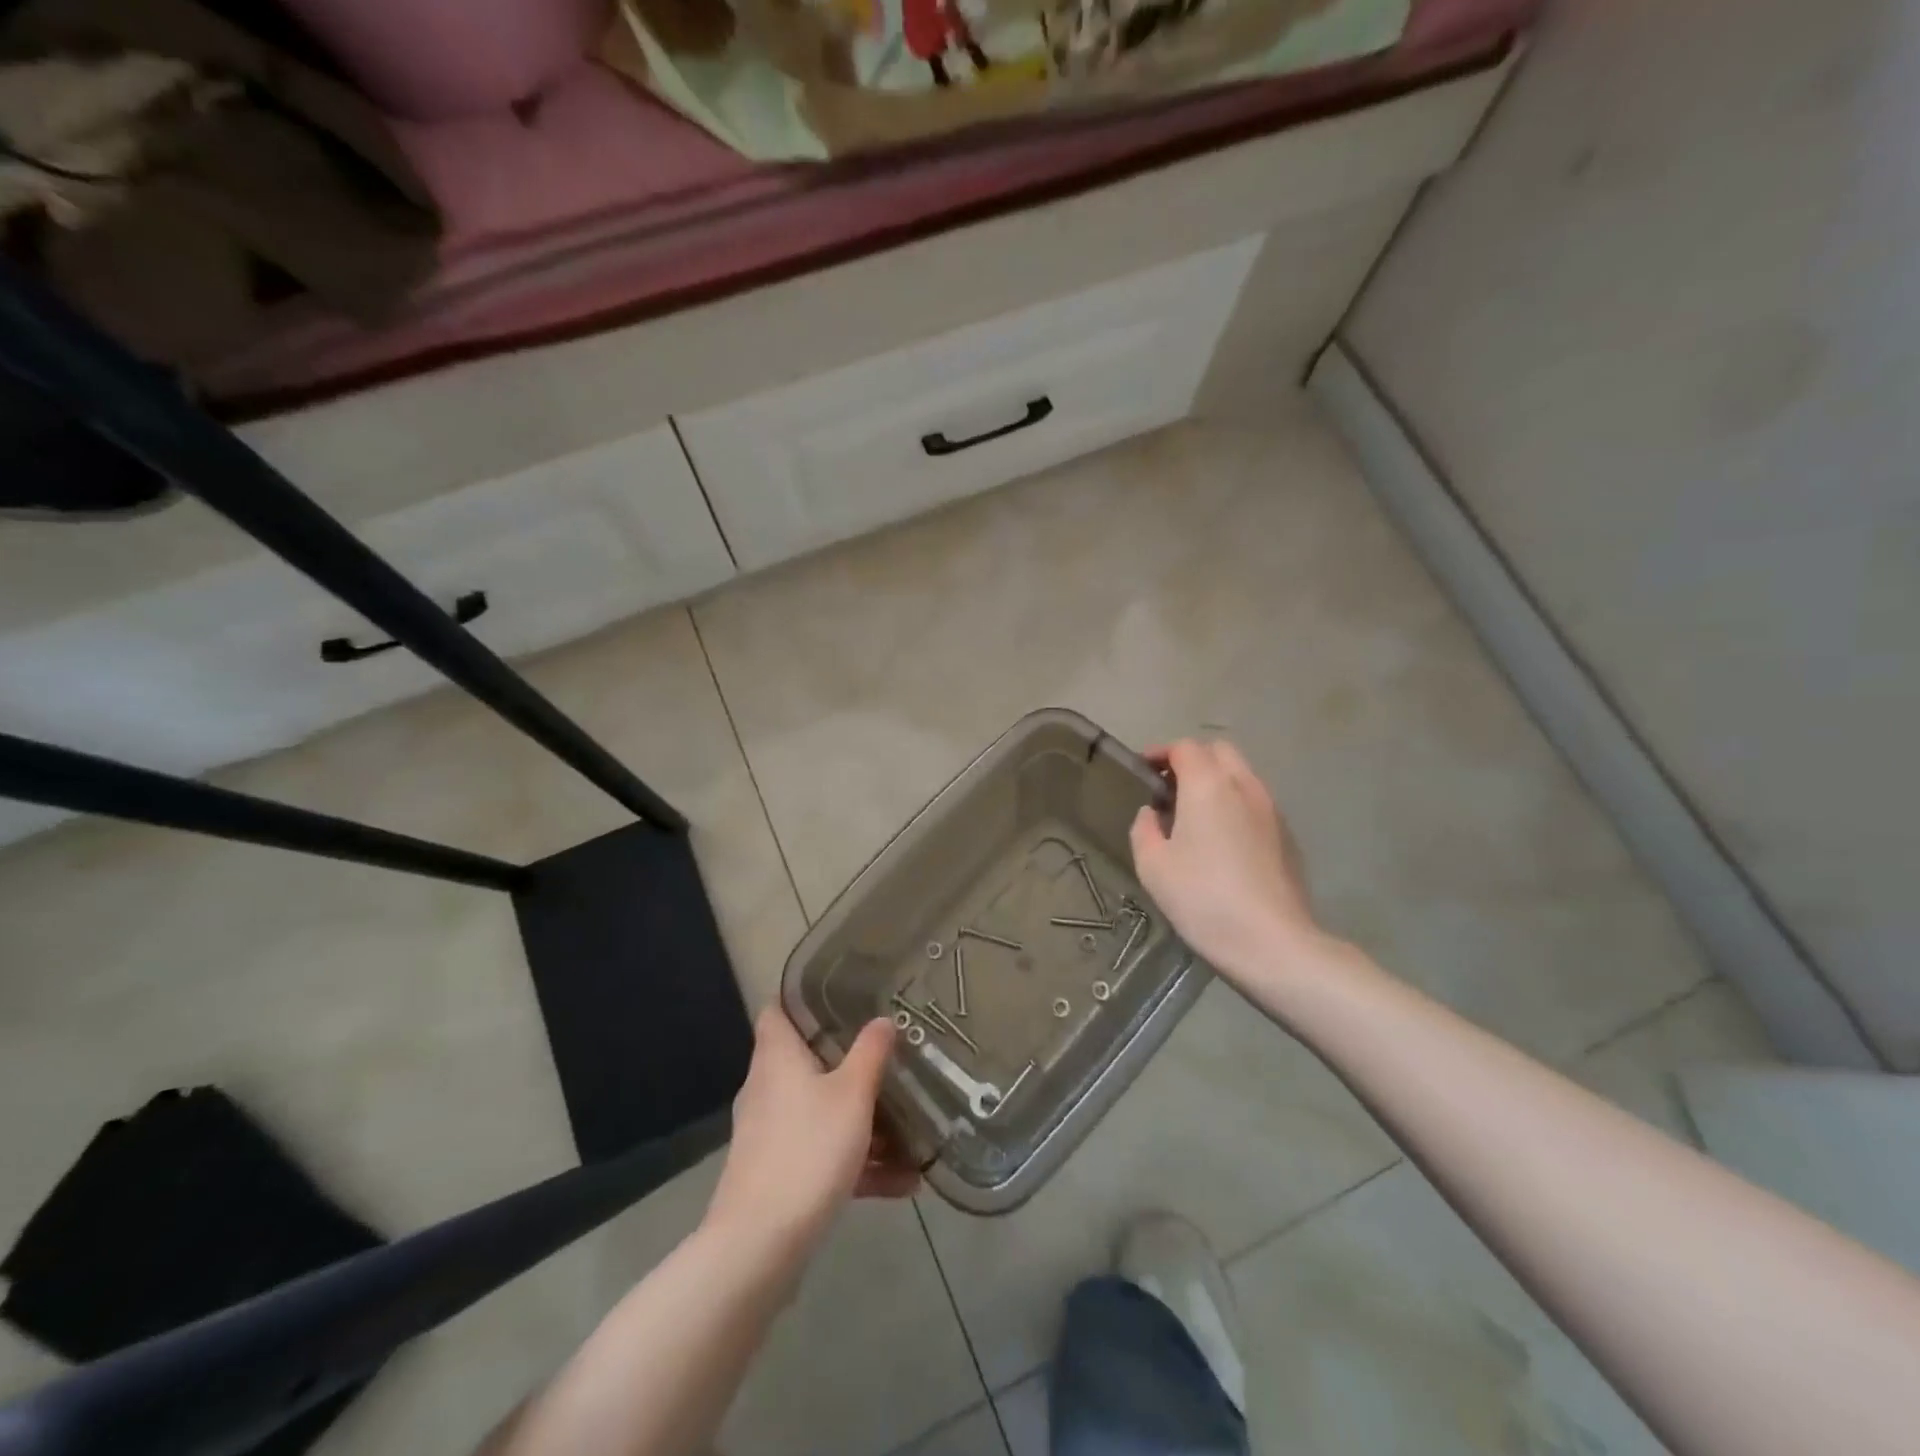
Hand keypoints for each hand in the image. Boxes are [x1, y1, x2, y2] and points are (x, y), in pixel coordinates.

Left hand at [704, 1008, 918, 1262]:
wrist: (760, 1246)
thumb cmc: (808, 1150)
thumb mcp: (852, 1095)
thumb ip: (870, 1053)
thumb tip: (882, 1019)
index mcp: (777, 1058)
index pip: (778, 1011)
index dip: (803, 999)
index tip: (842, 996)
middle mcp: (767, 1089)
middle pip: (806, 1061)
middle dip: (848, 1062)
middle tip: (888, 1057)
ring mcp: (770, 1134)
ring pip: (821, 1112)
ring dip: (862, 1122)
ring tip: (911, 1133)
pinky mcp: (777, 1175)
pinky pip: (822, 1154)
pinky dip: (856, 1162)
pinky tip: (902, 1184)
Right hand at [1130, 738, 1319, 982]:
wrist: (1273, 942)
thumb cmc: (1202, 898)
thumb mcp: (1152, 866)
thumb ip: (1144, 829)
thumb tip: (1152, 814)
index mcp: (1208, 785)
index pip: (1185, 748)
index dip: (1160, 753)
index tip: (1143, 770)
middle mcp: (1244, 786)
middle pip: (1219, 751)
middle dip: (1192, 760)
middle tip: (1169, 788)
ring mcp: (1272, 810)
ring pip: (1242, 775)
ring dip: (1216, 782)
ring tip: (1194, 814)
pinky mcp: (1287, 836)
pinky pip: (1256, 803)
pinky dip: (1235, 805)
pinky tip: (1223, 841)